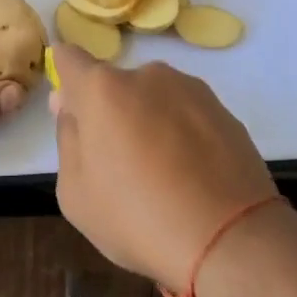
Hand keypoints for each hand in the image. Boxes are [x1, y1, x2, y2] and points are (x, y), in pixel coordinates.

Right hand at [50, 45, 276, 294]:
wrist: (230, 238)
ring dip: (148, 123)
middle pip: (114, 86)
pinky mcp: (222, 109)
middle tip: (120, 165)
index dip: (66, 81)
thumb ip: (67, 138)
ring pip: (153, 99)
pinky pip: (186, 115)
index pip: (69, 58)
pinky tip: (191, 177)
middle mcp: (147, 75)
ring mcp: (190, 88)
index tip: (74, 114)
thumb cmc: (138, 218)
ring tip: (163, 177)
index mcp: (103, 89)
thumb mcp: (76, 193)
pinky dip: (181, 135)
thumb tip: (69, 105)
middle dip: (110, 114)